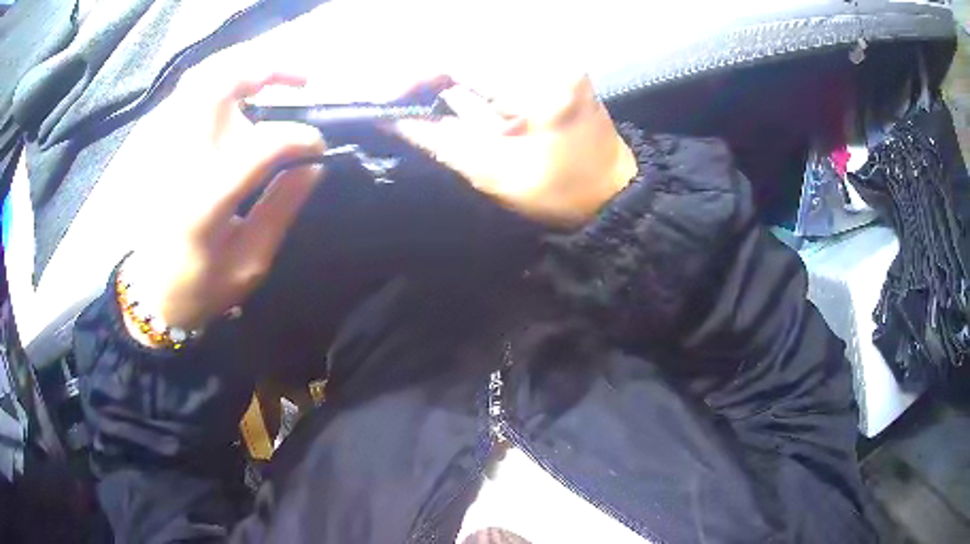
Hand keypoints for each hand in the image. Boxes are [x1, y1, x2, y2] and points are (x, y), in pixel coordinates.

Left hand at [125, 59, 325, 332]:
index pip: (257, 148)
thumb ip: (282, 210)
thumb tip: (313, 166)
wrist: (152, 294)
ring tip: (272, 76)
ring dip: (240, 68)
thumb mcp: (250, 263)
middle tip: (300, 80)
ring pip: (199, 82)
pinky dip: (217, 81)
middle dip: (265, 71)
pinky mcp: (161, 148)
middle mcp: (181, 166)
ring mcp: (166, 151)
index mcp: (204, 205)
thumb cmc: (201, 287)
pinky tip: (239, 91)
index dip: (295, 138)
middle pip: (216, 89)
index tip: (318, 146)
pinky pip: (187, 95)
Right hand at [395, 74, 636, 226]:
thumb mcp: (492, 172)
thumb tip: (391, 119)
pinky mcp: (555, 61)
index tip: (388, 101)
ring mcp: (554, 55)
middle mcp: (547, 56)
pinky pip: (499, 59)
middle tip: (408, 107)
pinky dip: (475, 78)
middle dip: (431, 78)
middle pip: (466, 49)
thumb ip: (437, 139)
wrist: (613, 192)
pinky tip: (470, 101)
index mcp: (535, 84)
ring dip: (452, 78)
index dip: (414, 77)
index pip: (456, 57)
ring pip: (480, 52)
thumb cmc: (558, 193)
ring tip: (437, 108)